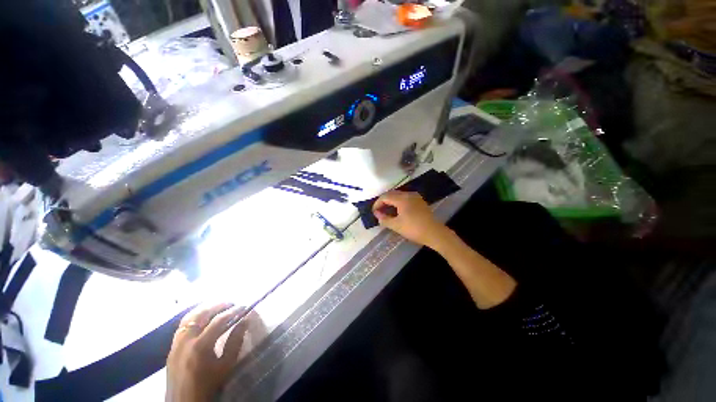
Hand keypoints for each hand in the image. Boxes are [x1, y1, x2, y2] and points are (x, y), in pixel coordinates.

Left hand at [166, 303, 248, 401]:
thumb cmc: (208, 385)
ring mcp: (176, 342)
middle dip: (218, 305)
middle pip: (202, 314)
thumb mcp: (226, 365)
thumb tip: (245, 321)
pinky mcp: (172, 346)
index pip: (218, 321)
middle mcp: (186, 340)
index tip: (244, 306)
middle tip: (232, 303)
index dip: (233, 311)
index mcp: (200, 346)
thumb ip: (235, 341)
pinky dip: (194, 316)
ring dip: (205, 309)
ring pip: (190, 317)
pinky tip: (203, 317)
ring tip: (218, 307)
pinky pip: (183, 325)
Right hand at [372, 190, 451, 249]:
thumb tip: (377, 214)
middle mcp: (408, 194)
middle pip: (391, 194)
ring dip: (391, 201)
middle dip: (383, 201)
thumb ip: (384, 219)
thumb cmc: (414, 229)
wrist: (434, 233)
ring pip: (398, 195)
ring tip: (387, 211)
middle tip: (379, 211)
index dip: (377, 203)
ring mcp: (415, 197)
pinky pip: (405, 198)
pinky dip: (398, 202)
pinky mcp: (419, 201)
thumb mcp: (396, 225)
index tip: (374, 212)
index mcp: (402, 199)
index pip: (385, 197)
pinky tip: (397, 210)